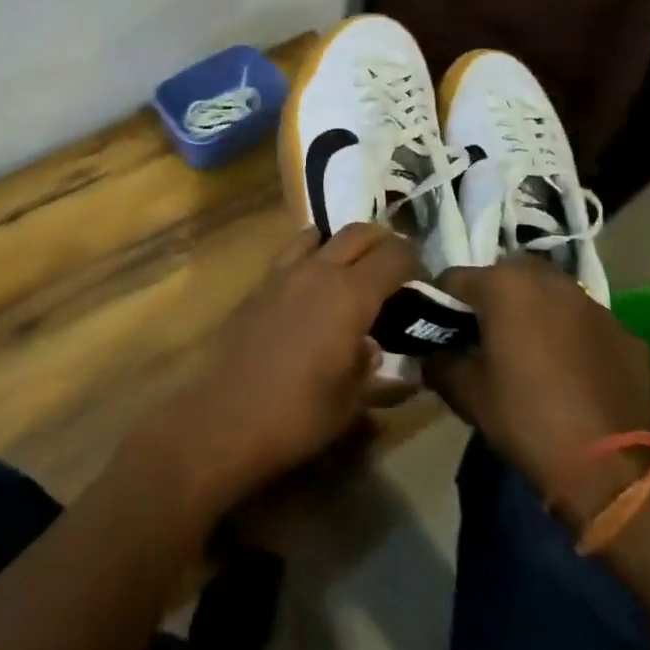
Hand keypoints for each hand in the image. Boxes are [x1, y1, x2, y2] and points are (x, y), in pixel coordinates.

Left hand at [138, 223, 421, 511]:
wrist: (225, 416)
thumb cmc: (299, 414)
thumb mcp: (352, 401)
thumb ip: (375, 369)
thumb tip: (379, 351)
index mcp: (351, 295)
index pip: (394, 255)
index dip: (414, 263)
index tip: (423, 283)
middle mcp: (319, 270)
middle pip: (360, 232)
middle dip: (385, 244)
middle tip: (396, 272)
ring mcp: (284, 271)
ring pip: (321, 233)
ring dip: (344, 243)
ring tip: (352, 272)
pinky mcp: (259, 282)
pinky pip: (293, 252)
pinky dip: (311, 254)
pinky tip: (312, 286)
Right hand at [424, 255, 649, 520]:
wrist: (610, 468)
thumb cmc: (525, 418)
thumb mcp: (464, 391)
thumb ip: (438, 359)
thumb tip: (429, 352)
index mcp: (504, 284)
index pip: (453, 280)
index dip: (441, 306)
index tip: (441, 335)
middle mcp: (550, 280)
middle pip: (504, 278)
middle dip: (491, 301)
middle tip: (486, 341)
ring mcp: (594, 305)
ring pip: (549, 296)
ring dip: (534, 314)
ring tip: (531, 354)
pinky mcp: (626, 334)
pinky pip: (585, 325)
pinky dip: (572, 338)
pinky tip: (571, 374)